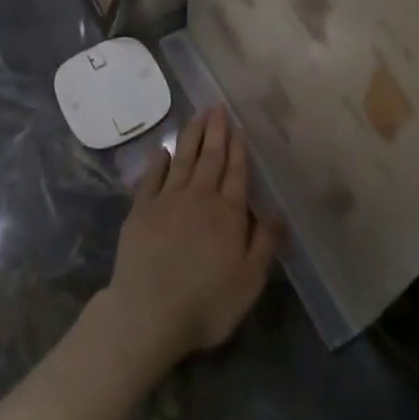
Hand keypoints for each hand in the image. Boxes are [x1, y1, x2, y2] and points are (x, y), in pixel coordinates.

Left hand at [101, 107, 280, 373]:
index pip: (236, 173)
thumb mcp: (249, 281)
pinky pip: (151, 178)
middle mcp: (199, 198)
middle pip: (210, 158)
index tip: (238, 127)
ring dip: (191, 136)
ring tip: (197, 116)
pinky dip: (157, 161)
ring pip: (182, 160)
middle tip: (217, 107)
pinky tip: (161, 150)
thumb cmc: (206, 303)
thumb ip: (265, 243)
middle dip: (215, 131)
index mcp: (228, 214)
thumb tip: (278, 211)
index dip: (238, 149)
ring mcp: (167, 201)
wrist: (148, 313)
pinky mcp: (140, 210)